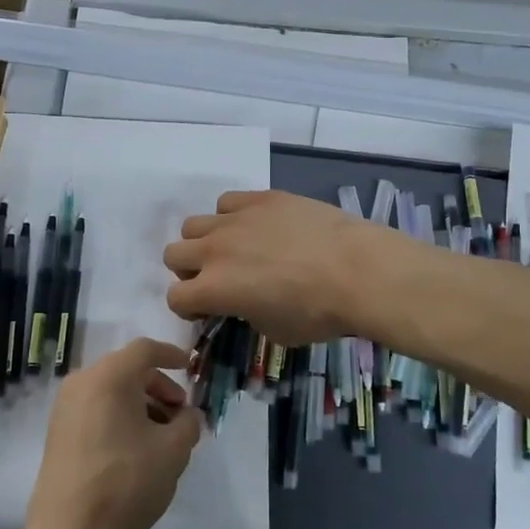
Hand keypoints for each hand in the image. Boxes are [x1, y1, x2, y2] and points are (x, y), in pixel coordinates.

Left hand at [23, 337, 201, 528]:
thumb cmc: (126, 482)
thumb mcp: (173, 451)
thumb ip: (188, 422)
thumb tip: (187, 415)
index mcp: (109, 376)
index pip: (145, 349)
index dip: (172, 354)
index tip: (191, 367)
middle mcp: (82, 383)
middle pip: (127, 370)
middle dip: (159, 385)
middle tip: (181, 412)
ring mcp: (65, 408)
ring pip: (111, 391)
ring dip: (141, 403)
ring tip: (163, 435)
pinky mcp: (58, 433)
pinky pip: (96, 409)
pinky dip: (120, 416)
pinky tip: (137, 447)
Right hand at [162, 190, 399, 343]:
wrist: (356, 270)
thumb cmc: (317, 313)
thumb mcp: (274, 330)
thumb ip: (246, 313)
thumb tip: (245, 301)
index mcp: (213, 289)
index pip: (175, 297)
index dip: (190, 308)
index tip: (210, 311)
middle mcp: (214, 250)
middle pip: (173, 254)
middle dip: (189, 270)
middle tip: (218, 279)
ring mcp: (236, 219)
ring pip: (195, 224)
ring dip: (205, 241)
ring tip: (235, 250)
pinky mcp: (261, 198)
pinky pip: (228, 201)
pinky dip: (233, 216)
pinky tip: (257, 226)